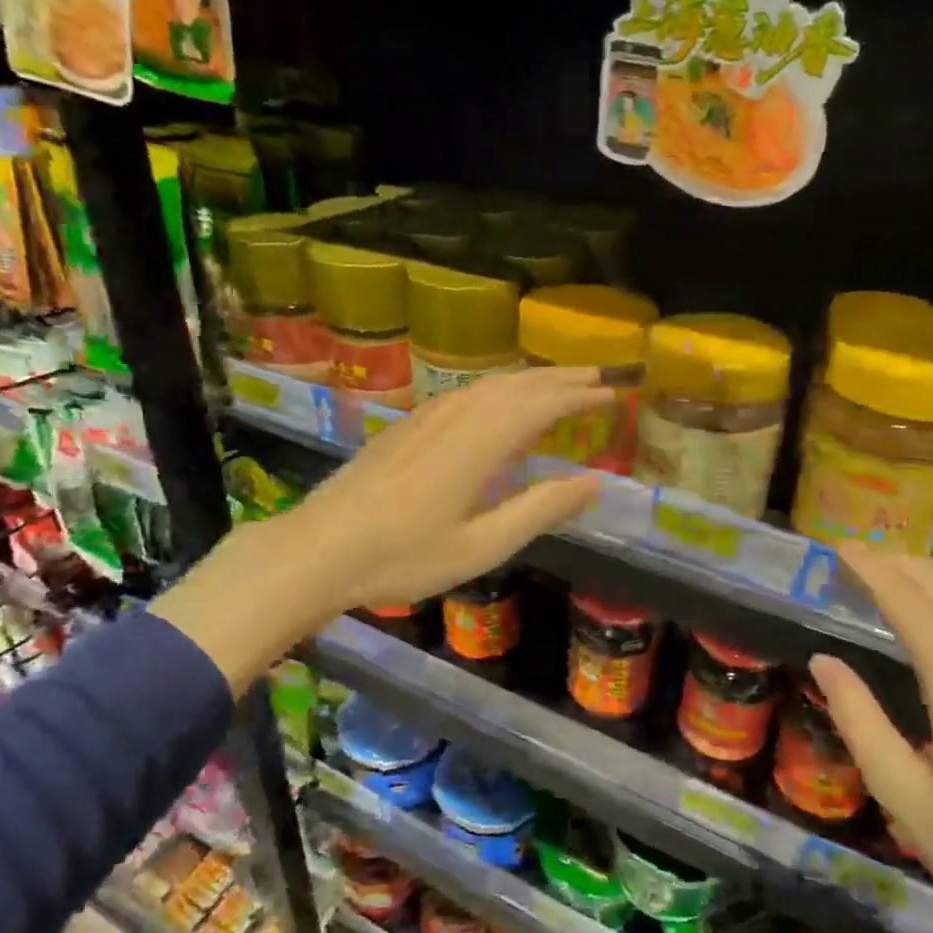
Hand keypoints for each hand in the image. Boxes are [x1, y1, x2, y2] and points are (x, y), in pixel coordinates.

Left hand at [286, 367, 613, 612]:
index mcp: (480, 443)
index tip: (613, 392)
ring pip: (489, 385)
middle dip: (561, 377)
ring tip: (559, 383)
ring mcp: (427, 417)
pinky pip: (465, 393)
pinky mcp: (407, 425)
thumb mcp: (481, 546)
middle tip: (598, 375)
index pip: (542, 404)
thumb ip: (540, 510)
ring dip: (529, 379)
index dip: (580, 395)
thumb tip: (594, 481)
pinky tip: (497, 401)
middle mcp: (456, 417)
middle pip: (517, 385)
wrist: (319, 548)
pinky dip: (497, 389)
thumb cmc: (403, 557)